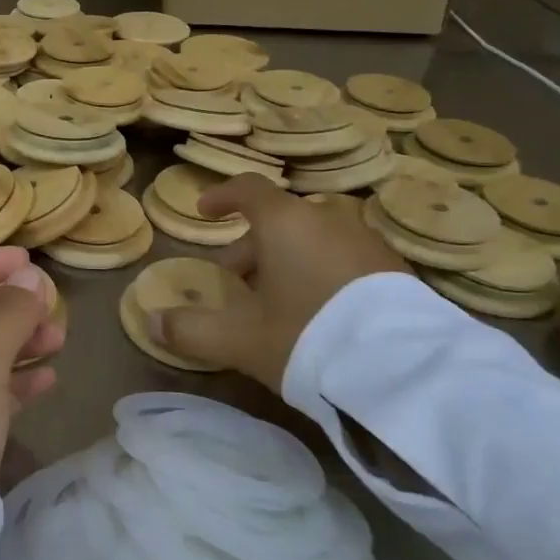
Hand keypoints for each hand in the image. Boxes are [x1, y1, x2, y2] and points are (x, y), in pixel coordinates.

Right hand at [154, 175, 410, 391]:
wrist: (406, 370)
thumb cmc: (309, 337)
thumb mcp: (241, 340)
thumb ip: (192, 329)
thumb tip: (152, 321)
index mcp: (285, 222)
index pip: (248, 189)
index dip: (222, 197)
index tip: (205, 212)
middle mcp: (327, 219)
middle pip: (279, 220)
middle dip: (250, 247)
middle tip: (235, 282)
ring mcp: (366, 241)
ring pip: (313, 239)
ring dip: (287, 260)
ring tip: (277, 302)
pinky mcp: (395, 269)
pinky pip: (343, 257)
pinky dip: (321, 271)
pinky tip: (321, 314)